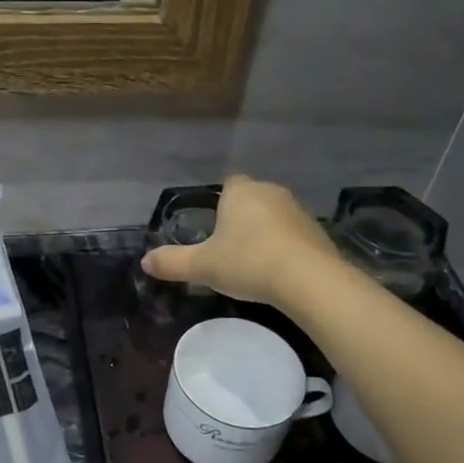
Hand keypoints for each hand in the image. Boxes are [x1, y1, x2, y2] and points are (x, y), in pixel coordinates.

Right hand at [140, 175, 338, 308]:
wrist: (308, 279)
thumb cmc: (248, 262)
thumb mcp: (203, 266)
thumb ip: (173, 262)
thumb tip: (144, 262)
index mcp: (241, 192)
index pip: (229, 183)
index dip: (221, 201)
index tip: (214, 226)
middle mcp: (271, 192)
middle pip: (252, 198)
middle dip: (242, 218)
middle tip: (229, 248)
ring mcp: (298, 211)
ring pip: (275, 216)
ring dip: (266, 232)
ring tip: (254, 262)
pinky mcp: (318, 232)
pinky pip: (294, 235)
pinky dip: (286, 247)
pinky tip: (279, 271)